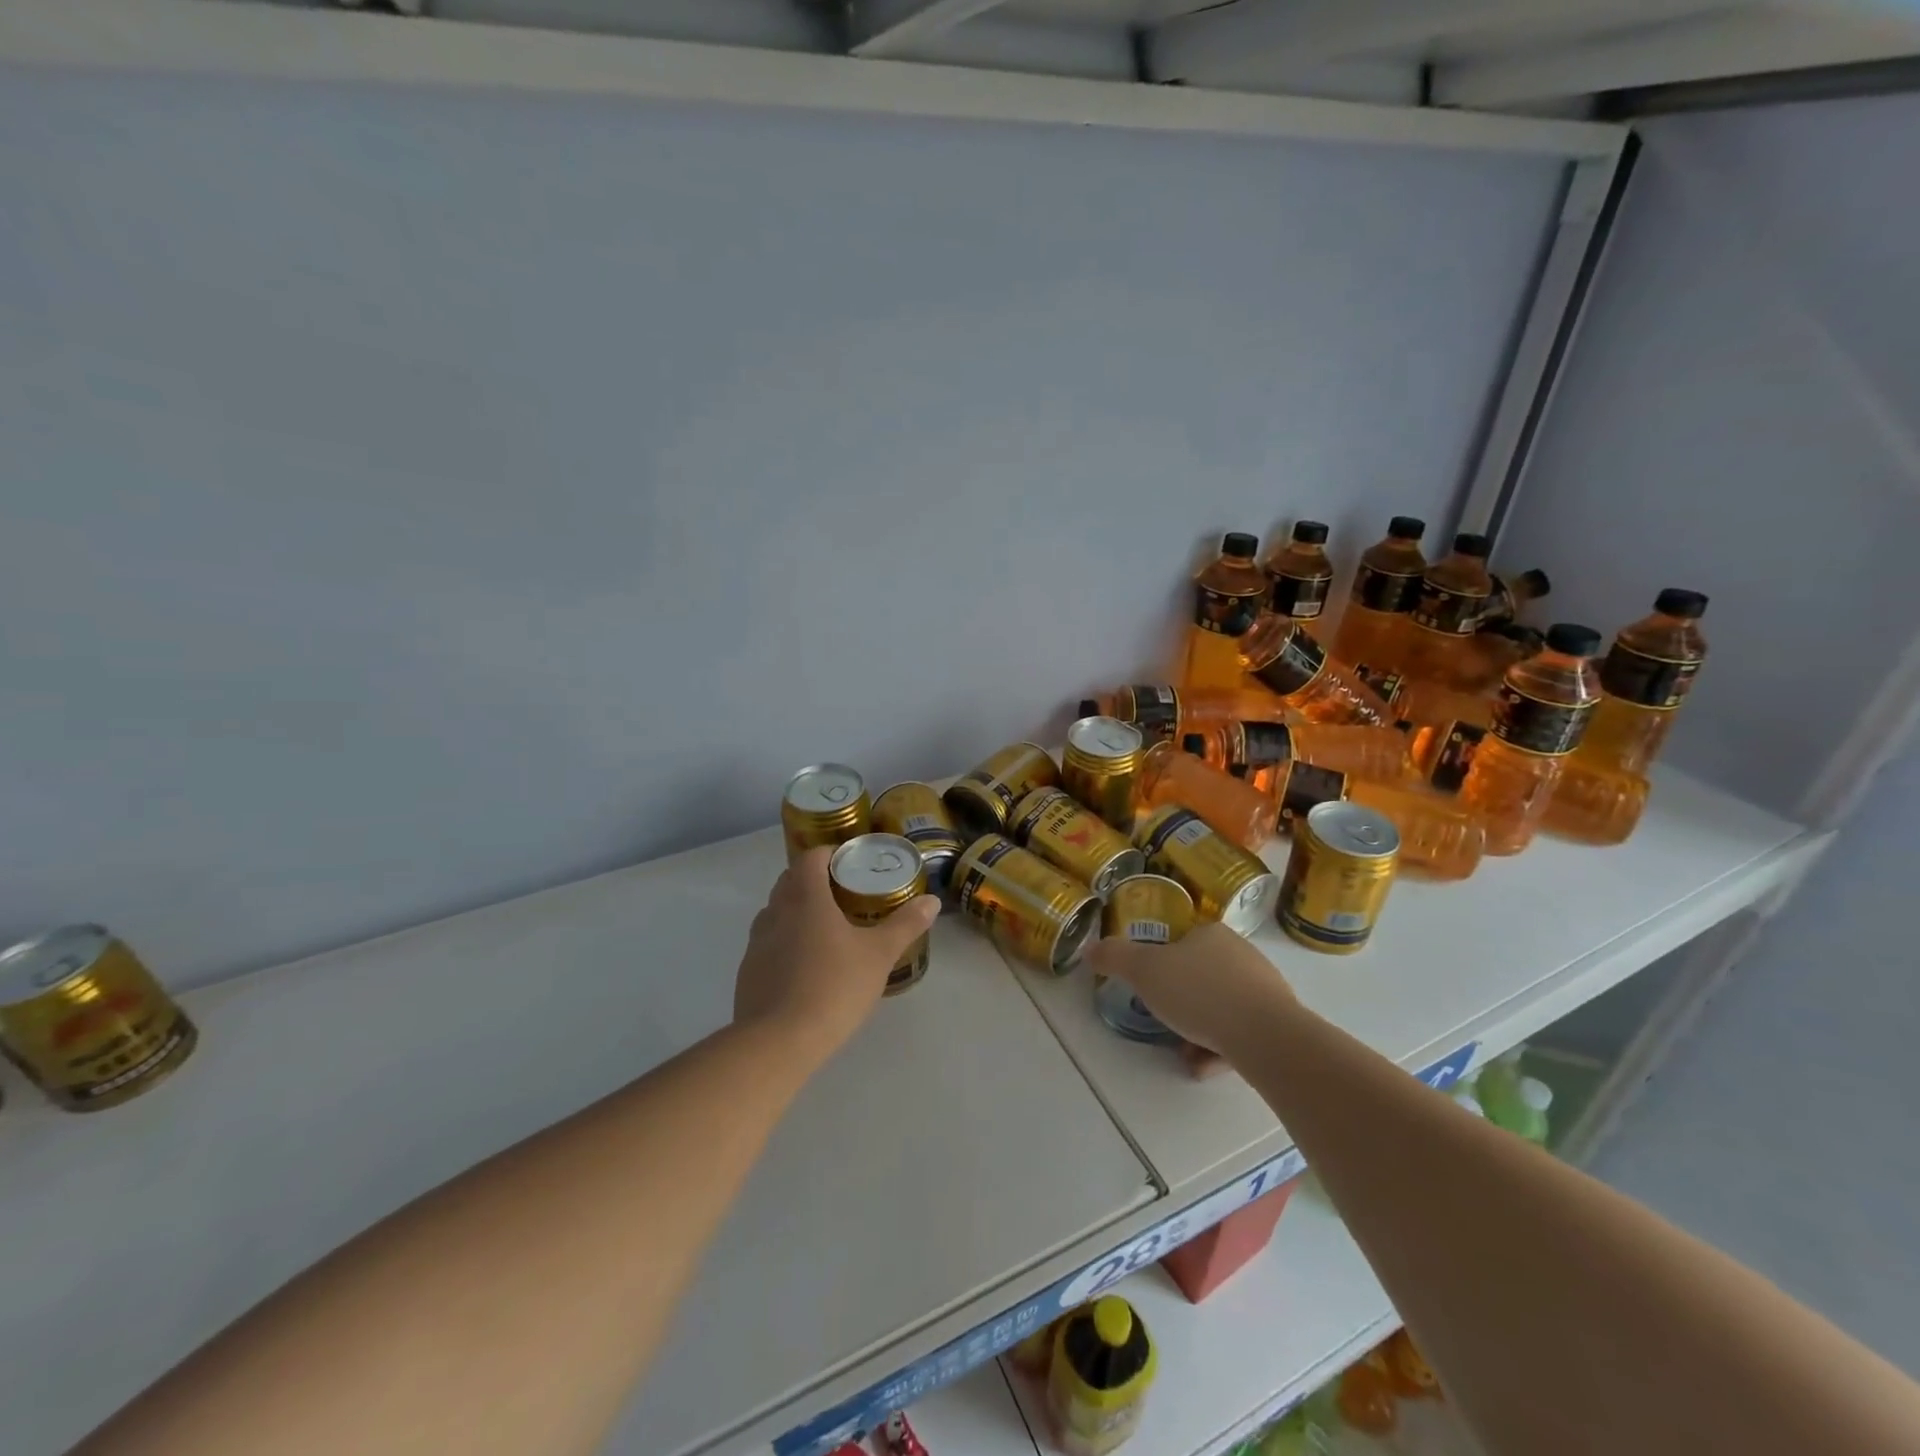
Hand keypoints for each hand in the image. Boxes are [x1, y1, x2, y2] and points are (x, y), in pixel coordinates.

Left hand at [734, 847, 941, 1060]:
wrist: (778, 1042)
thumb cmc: (833, 986)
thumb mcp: (879, 955)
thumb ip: (905, 925)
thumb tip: (932, 900)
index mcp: (805, 898)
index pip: (810, 858)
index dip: (830, 854)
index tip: (851, 863)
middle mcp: (775, 911)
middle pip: (791, 881)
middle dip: (815, 881)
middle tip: (845, 895)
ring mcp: (757, 943)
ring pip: (777, 913)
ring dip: (798, 912)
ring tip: (827, 931)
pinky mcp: (748, 972)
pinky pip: (769, 944)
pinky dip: (786, 943)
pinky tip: (807, 968)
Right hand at [1082, 921, 1295, 1062]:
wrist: (1266, 1037)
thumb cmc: (1200, 993)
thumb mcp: (1144, 970)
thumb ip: (1115, 957)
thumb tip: (1090, 949)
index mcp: (1212, 934)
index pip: (1182, 941)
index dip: (1161, 963)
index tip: (1149, 988)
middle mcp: (1242, 954)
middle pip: (1200, 975)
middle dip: (1180, 1001)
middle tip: (1162, 1021)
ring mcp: (1265, 989)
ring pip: (1220, 1006)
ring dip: (1198, 1029)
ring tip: (1183, 1053)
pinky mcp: (1280, 1023)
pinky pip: (1240, 1032)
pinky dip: (1219, 1048)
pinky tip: (1203, 1067)